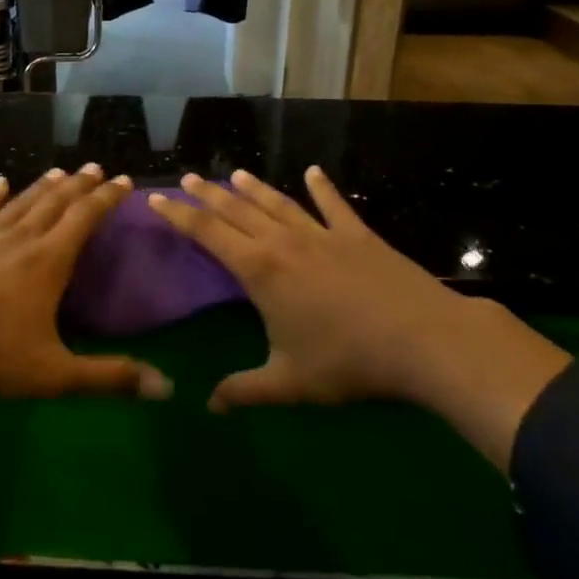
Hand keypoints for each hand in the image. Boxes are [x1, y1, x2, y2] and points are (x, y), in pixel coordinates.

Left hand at [0, 164, 173, 427]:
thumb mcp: (53, 375)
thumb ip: (109, 378)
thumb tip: (167, 388)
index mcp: (47, 262)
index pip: (85, 219)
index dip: (107, 198)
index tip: (124, 180)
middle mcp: (18, 238)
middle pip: (55, 202)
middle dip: (79, 184)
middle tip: (96, 167)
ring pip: (19, 201)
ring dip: (42, 185)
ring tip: (59, 171)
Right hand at [147, 167, 568, 469]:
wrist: (423, 340)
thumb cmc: (347, 361)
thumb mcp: (289, 383)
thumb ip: (245, 391)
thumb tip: (208, 407)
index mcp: (260, 271)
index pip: (208, 233)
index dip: (179, 215)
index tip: (156, 198)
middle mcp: (284, 243)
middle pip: (237, 210)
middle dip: (209, 194)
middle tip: (189, 176)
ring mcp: (323, 234)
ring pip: (278, 203)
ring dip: (254, 188)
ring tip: (235, 173)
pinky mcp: (358, 235)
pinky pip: (334, 205)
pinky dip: (323, 188)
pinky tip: (314, 172)